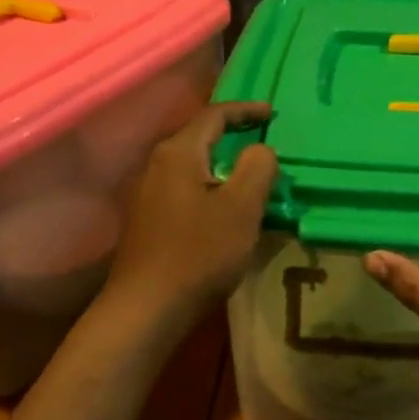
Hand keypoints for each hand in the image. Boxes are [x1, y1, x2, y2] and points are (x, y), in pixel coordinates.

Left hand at [105, 101, 277, 321]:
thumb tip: (261, 149)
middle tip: (263, 140)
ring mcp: (148, 194)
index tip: (272, 113)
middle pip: (199, 137)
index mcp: (178, 153)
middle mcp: (157, 165)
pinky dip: (210, 187)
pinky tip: (224, 208)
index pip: (214, 115)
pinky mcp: (147, 220)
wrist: (146, 309)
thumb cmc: (198, 253)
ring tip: (250, 175)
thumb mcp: (241, 208)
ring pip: (192, 166)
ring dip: (222, 165)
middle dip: (232, 135)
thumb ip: (257, 168)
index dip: (245, 110)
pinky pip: (185, 189)